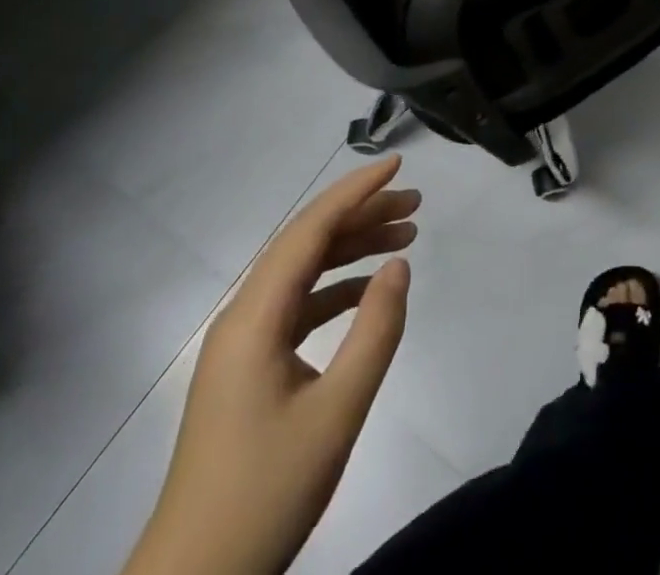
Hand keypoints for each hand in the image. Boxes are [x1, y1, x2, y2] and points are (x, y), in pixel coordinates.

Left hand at [124, 156, 418, 574]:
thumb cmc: (265, 494)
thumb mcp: (337, 413)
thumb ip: (376, 331)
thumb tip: (399, 264)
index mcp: (254, 316)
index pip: (310, 229)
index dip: (356, 191)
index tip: (398, 165)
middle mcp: (244, 315)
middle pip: (307, 243)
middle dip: (362, 215)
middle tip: (416, 205)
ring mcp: (243, 342)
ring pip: (303, 272)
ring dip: (352, 250)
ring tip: (406, 238)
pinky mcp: (249, 368)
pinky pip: (297, 306)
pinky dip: (337, 288)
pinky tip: (370, 291)